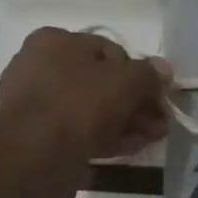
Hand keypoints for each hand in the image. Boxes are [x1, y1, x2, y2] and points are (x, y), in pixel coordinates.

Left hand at [0, 28, 171, 164]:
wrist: (34, 156)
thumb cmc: (79, 104)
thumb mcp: (124, 81)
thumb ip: (148, 75)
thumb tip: (163, 70)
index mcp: (53, 41)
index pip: (107, 50)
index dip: (138, 72)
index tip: (159, 95)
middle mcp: (38, 67)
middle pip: (99, 83)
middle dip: (134, 102)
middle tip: (159, 122)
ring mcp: (35, 104)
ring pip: (89, 109)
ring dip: (124, 122)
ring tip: (151, 138)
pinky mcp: (36, 137)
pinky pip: (77, 131)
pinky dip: (104, 137)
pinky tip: (129, 149)